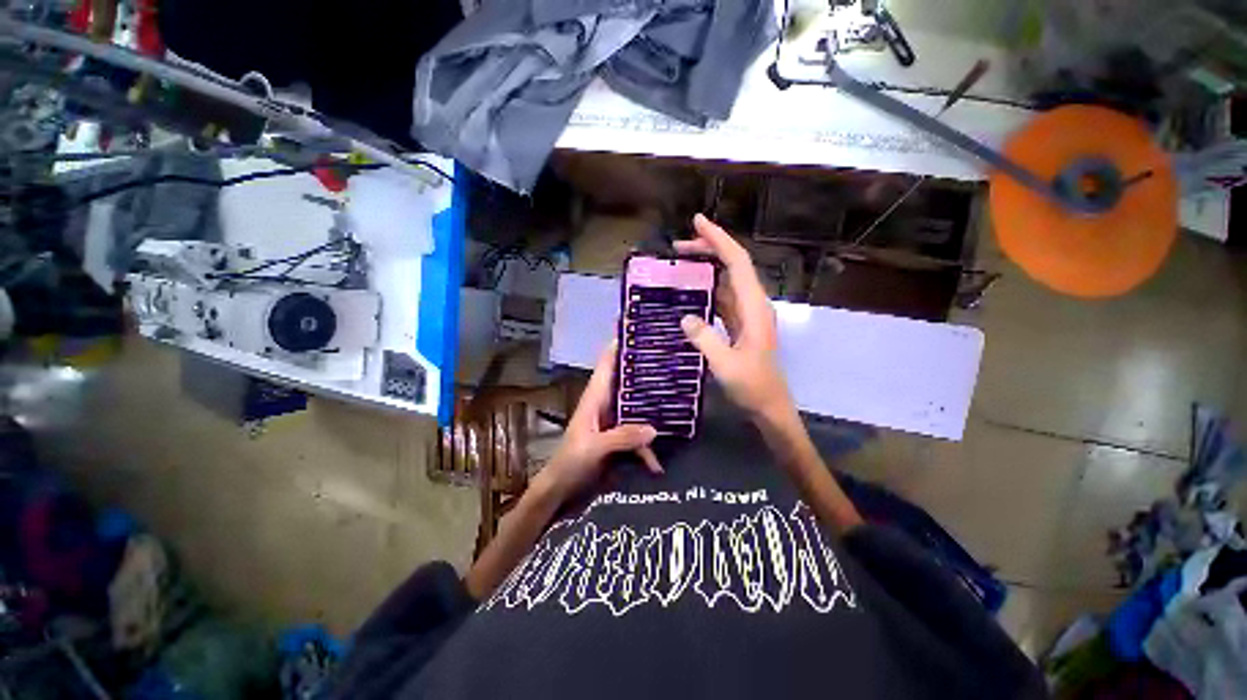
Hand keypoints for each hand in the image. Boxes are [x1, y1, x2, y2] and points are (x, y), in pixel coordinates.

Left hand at [536, 341, 662, 502]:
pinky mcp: (620, 439)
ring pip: (638, 407)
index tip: (641, 328)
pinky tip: (659, 465)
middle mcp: (606, 403)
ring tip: (681, 408)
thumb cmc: (570, 463)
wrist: (561, 492)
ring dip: (655, 411)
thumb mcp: (593, 448)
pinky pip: (639, 436)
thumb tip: (654, 428)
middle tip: (674, 361)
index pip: (608, 362)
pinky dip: (648, 448)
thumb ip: (622, 437)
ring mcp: (614, 421)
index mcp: (595, 397)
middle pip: (629, 381)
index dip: (621, 344)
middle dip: (648, 372)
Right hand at [676, 214, 793, 421]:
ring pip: (726, 281)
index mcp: (754, 308)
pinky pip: (722, 298)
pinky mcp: (739, 325)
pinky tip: (691, 290)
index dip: (718, 240)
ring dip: (707, 268)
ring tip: (680, 262)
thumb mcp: (726, 365)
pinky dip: (707, 288)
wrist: (769, 406)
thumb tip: (685, 316)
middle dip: (708, 250)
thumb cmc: (753, 386)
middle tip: (678, 246)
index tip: (697, 222)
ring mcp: (747, 314)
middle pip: (732, 266)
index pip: (737, 263)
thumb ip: (705, 339)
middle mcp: (753, 304)